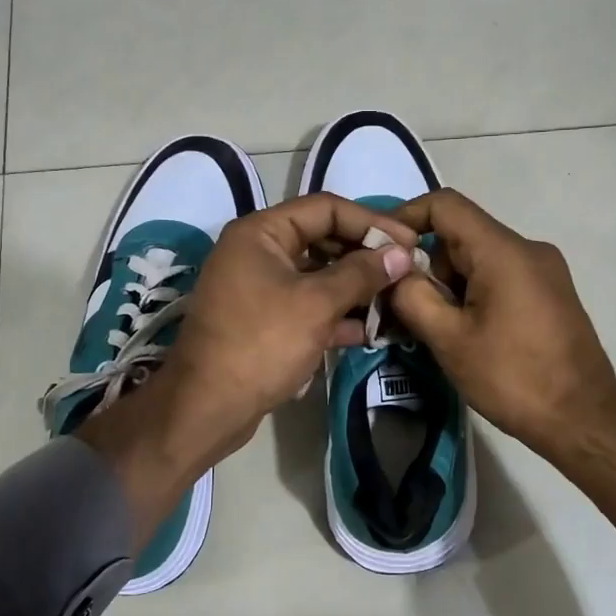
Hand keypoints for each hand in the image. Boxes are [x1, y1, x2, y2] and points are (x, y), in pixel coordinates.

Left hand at [80, 193, 415, 535]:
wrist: (207, 407)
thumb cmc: (261, 344)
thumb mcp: (316, 304)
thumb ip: (361, 274)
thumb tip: (402, 254)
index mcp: (261, 233)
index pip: (325, 208)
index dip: (371, 222)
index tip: (409, 243)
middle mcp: (258, 252)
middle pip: (323, 240)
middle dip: (366, 257)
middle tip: (407, 273)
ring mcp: (260, 288)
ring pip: (318, 277)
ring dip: (356, 288)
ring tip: (397, 301)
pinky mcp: (266, 321)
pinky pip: (308, 306)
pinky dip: (337, 315)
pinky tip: (370, 331)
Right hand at [386, 189, 615, 461]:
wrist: (584, 421)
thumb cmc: (513, 377)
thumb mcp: (449, 339)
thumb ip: (412, 296)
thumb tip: (394, 272)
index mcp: (503, 251)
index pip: (445, 205)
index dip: (406, 218)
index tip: (380, 251)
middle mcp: (528, 249)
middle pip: (461, 235)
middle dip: (425, 264)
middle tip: (399, 305)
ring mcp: (544, 271)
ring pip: (478, 259)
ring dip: (448, 285)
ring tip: (430, 328)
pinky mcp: (550, 294)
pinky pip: (499, 278)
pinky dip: (471, 294)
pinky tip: (462, 332)